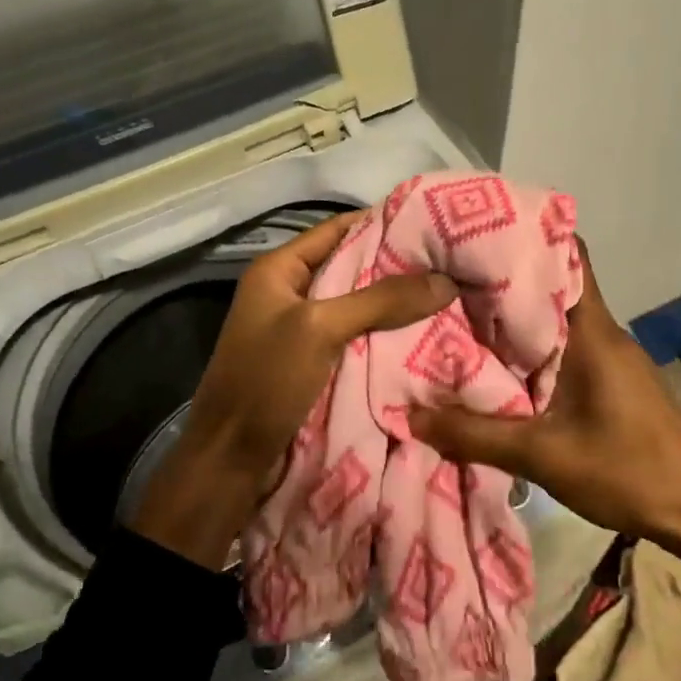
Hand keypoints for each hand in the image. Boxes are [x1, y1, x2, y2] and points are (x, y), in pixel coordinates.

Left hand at [130, 212, 457, 567]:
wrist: (231, 458)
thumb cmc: (266, 380)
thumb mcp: (320, 329)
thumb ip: (380, 300)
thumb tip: (445, 280)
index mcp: (278, 269)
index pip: (337, 229)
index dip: (382, 222)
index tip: (433, 222)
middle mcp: (289, 291)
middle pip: (350, 266)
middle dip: (396, 265)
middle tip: (450, 262)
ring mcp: (300, 328)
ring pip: (356, 304)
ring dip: (393, 303)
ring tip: (447, 293)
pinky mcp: (312, 361)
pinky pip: (354, 336)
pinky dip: (383, 333)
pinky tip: (422, 332)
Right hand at [407, 240, 680, 546]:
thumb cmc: (628, 472)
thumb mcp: (544, 457)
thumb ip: (476, 436)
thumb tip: (412, 416)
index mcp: (592, 332)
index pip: (568, 256)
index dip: (524, 239)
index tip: (476, 237)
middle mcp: (604, 333)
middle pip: (553, 286)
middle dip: (504, 282)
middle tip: (450, 282)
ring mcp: (613, 357)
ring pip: (559, 320)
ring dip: (517, 320)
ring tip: (463, 321)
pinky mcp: (615, 381)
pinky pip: (568, 348)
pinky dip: (534, 349)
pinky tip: (502, 368)